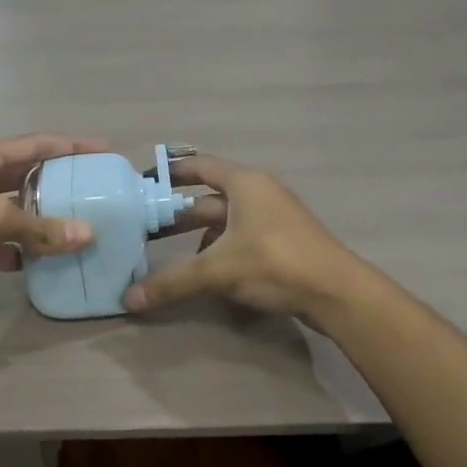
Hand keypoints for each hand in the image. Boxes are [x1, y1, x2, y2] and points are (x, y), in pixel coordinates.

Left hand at [0, 134, 104, 312]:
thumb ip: (41, 227)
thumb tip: (87, 235)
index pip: (32, 145)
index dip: (67, 145)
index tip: (102, 149)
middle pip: (28, 178)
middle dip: (61, 183)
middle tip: (97, 188)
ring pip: (21, 216)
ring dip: (49, 221)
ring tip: (87, 224)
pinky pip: (11, 247)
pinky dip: (32, 252)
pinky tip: (58, 258)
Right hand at [124, 155, 363, 329]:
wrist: (337, 293)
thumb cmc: (275, 263)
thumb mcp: (218, 270)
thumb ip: (173, 282)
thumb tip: (129, 299)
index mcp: (244, 183)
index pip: (199, 166)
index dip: (170, 172)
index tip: (142, 183)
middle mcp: (259, 193)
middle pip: (209, 198)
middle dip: (178, 214)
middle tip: (145, 229)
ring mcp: (273, 218)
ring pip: (225, 221)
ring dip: (198, 236)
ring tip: (170, 255)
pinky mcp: (282, 243)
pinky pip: (240, 238)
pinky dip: (220, 250)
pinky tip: (206, 271)